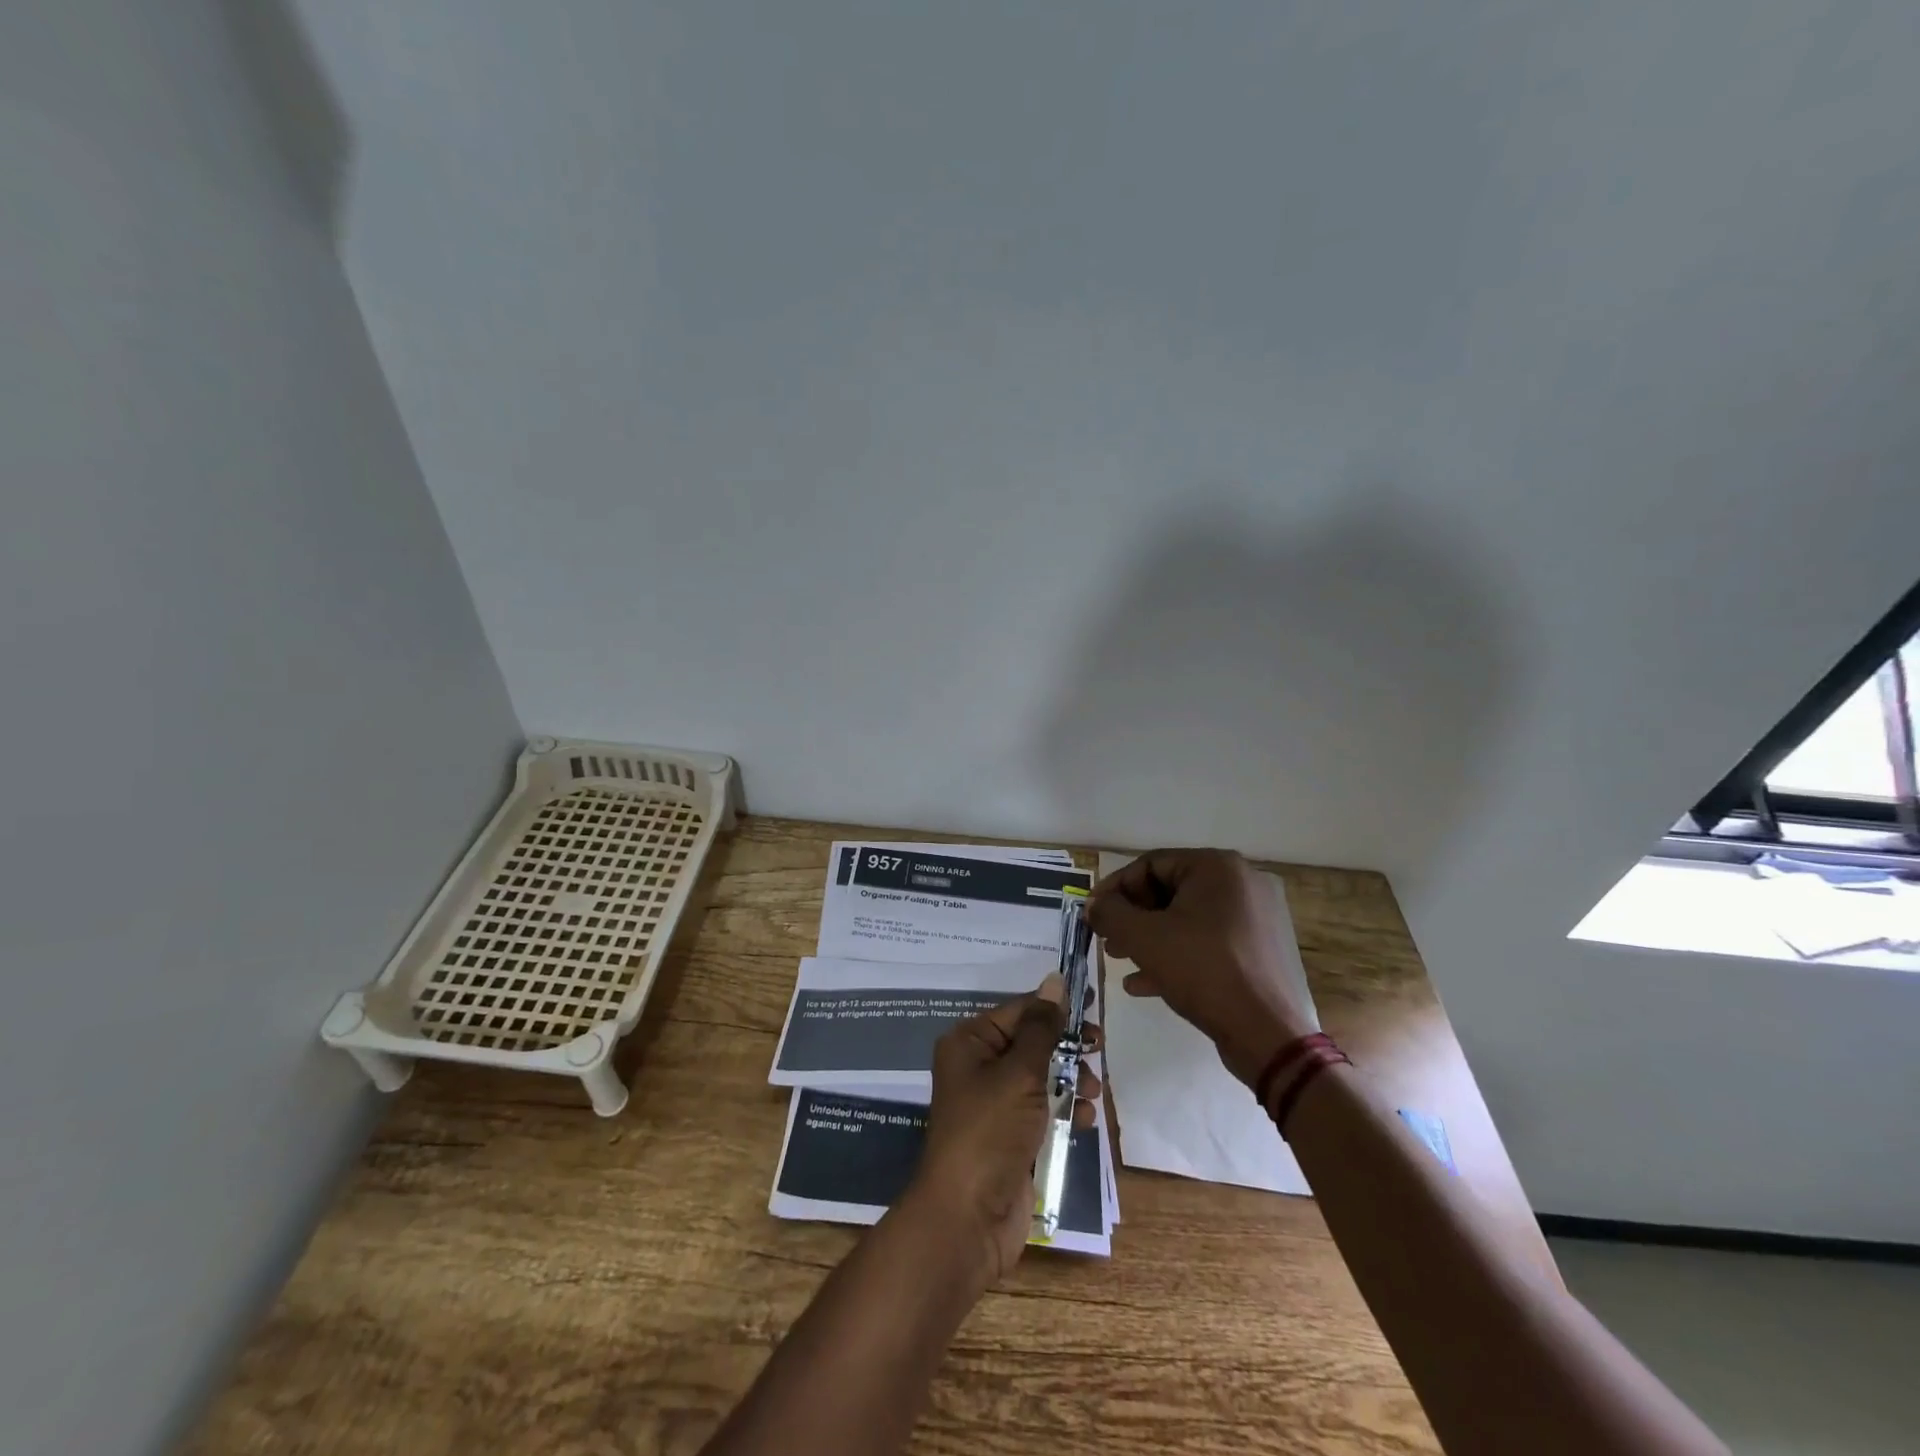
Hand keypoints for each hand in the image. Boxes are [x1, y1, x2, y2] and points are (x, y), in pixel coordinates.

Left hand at [910, 975, 1101, 1284]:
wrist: (968, 1218)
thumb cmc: (990, 1131)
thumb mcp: (1020, 1073)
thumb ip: (1043, 1028)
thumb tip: (1054, 979)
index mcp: (970, 1042)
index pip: (1019, 1010)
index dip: (1055, 1007)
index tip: (1093, 1002)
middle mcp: (979, 1066)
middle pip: (1032, 1042)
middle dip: (1066, 1046)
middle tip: (1098, 1047)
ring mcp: (996, 1103)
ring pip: (1042, 1076)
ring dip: (1071, 1079)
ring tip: (1094, 1091)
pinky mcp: (1012, 1135)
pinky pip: (1044, 1109)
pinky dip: (1065, 1109)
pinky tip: (1084, 1118)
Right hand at [1088, 849, 1319, 1088]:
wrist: (1265, 1032)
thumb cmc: (1201, 969)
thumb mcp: (1143, 937)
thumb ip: (1110, 913)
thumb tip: (1094, 905)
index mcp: (1215, 867)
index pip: (1150, 864)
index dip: (1115, 888)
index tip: (1093, 914)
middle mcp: (1238, 883)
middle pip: (1168, 891)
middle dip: (1132, 916)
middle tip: (1107, 939)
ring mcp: (1251, 918)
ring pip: (1185, 919)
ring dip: (1148, 938)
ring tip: (1120, 959)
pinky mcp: (1255, 950)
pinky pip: (1205, 942)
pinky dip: (1174, 955)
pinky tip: (1143, 983)